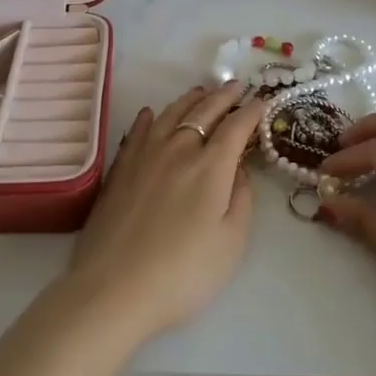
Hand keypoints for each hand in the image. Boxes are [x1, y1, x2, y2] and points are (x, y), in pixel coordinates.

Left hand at [63, 82, 259, 344]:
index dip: (252, 112)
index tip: (262, 102)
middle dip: (224, 96)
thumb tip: (239, 169)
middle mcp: (178, 148)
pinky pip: (137, 130)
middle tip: (236, 86)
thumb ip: (242, 199)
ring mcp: (144, 154)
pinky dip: (149, 118)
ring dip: (190, 99)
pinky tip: (150, 114)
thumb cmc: (183, 273)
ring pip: (170, 113)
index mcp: (211, 165)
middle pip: (204, 111)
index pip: (236, 127)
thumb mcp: (231, 243)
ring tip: (201, 92)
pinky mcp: (119, 168)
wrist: (113, 289)